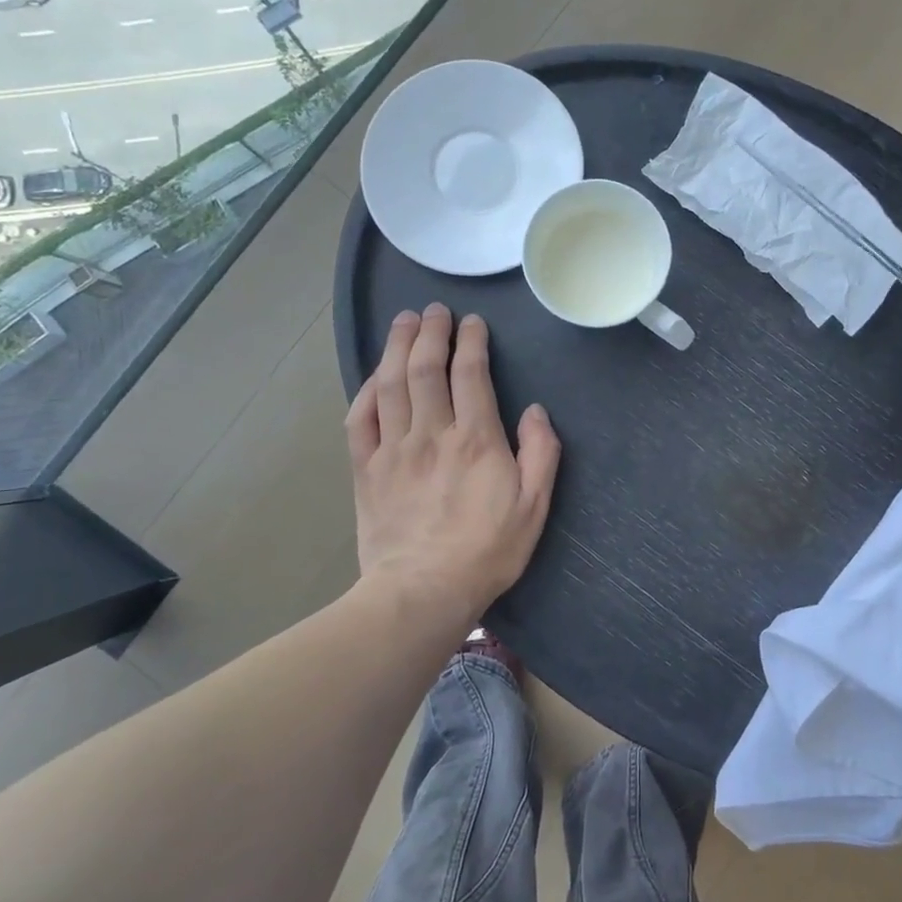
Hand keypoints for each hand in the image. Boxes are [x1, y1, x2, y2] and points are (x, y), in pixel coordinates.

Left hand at [346, 304, 560, 624]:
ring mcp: (393, 449)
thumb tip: (535, 411)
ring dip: (396, 347)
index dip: (471, 341)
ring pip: (390, 384)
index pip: (470, 373)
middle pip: (424, 368)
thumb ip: (541, 452)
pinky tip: (373, 377)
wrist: (423, 592)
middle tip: (433, 310)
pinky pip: (360, 419)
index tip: (472, 322)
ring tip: (403, 322)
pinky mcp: (366, 469)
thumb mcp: (535, 506)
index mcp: (475, 439)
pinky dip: (366, 391)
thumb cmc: (487, 550)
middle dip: (430, 332)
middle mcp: (431, 433)